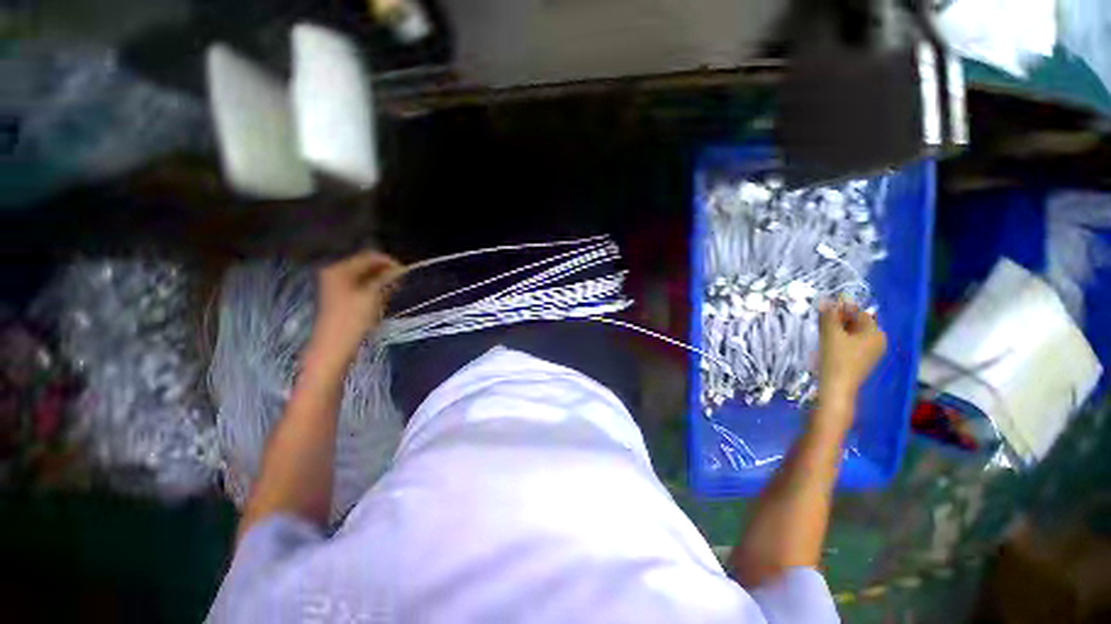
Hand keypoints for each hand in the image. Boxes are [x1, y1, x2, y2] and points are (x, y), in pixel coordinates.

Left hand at [311, 251, 404, 363]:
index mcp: (340, 269)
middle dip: (385, 271)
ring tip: (394, 290)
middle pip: (365, 265)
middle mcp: (335, 273)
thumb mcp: (373, 295)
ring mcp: (336, 285)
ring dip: (380, 281)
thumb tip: (400, 269)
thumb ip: (386, 278)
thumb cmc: (353, 318)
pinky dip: (373, 289)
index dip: (388, 262)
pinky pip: (360, 286)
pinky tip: (383, 297)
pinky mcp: (340, 297)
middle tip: (401, 281)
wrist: (335, 345)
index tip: (405, 271)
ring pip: (364, 276)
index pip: (369, 256)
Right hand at [817, 300, 886, 408]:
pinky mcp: (862, 361)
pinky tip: (828, 341)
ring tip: (822, 328)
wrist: (836, 387)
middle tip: (822, 317)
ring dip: (839, 329)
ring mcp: (871, 352)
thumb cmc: (836, 358)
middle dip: (840, 318)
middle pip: (858, 323)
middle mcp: (877, 341)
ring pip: (854, 334)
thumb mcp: (831, 334)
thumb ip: (829, 316)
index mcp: (875, 333)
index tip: (826, 306)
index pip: (859, 313)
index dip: (843, 308)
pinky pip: (853, 343)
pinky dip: (842, 339)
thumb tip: (826, 300)